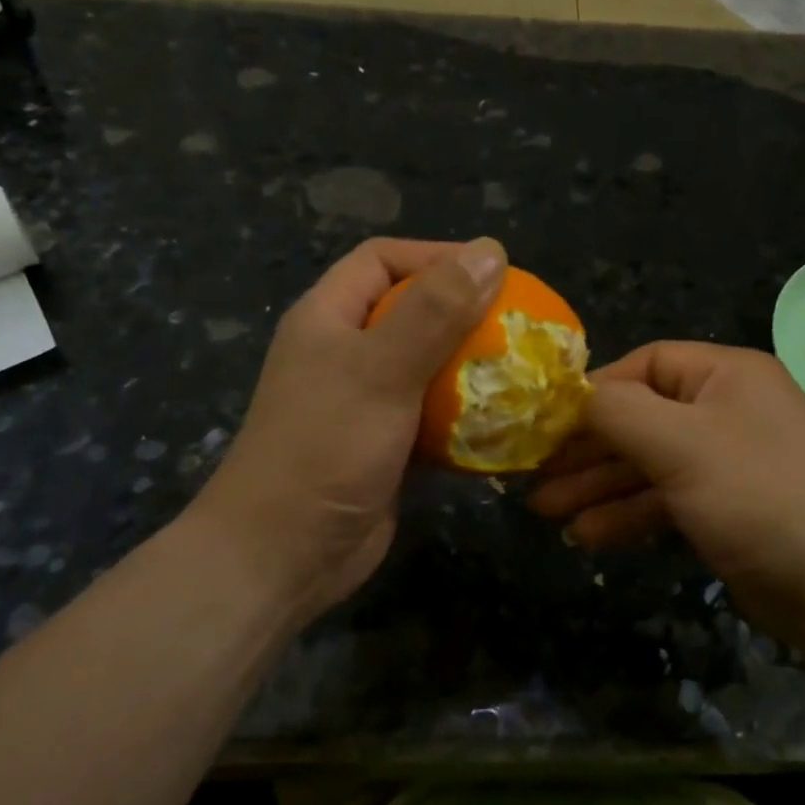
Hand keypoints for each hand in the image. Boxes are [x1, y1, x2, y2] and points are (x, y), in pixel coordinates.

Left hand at [182, 236, 506, 626]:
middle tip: (519, 324)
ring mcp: (363, 402)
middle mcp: (344, 352)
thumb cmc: (326, 448)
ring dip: (470, 368)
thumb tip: (491, 249)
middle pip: (409, 312)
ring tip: (521, 370)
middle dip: (463, 314)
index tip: (494, 273)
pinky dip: (465, 416)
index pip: (382, 260)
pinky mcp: (384, 445)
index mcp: (328, 318)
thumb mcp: (382, 369)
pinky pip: (432, 415)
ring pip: (426, 366)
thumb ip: (436, 310)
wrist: (284, 554)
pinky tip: (503, 422)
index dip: (436, 256)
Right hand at [528, 342, 804, 648]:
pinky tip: (588, 536)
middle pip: (641, 417)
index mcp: (727, 375)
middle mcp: (728, 409)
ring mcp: (728, 462)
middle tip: (533, 474)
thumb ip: (617, 412)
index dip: (594, 391)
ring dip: (598, 485)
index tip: (545, 421)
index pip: (645, 365)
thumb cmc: (759, 496)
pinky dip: (628, 514)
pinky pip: (666, 499)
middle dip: (586, 448)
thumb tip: (572, 395)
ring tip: (544, 512)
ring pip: (648, 463)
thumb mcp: (681, 444)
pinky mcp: (726, 509)